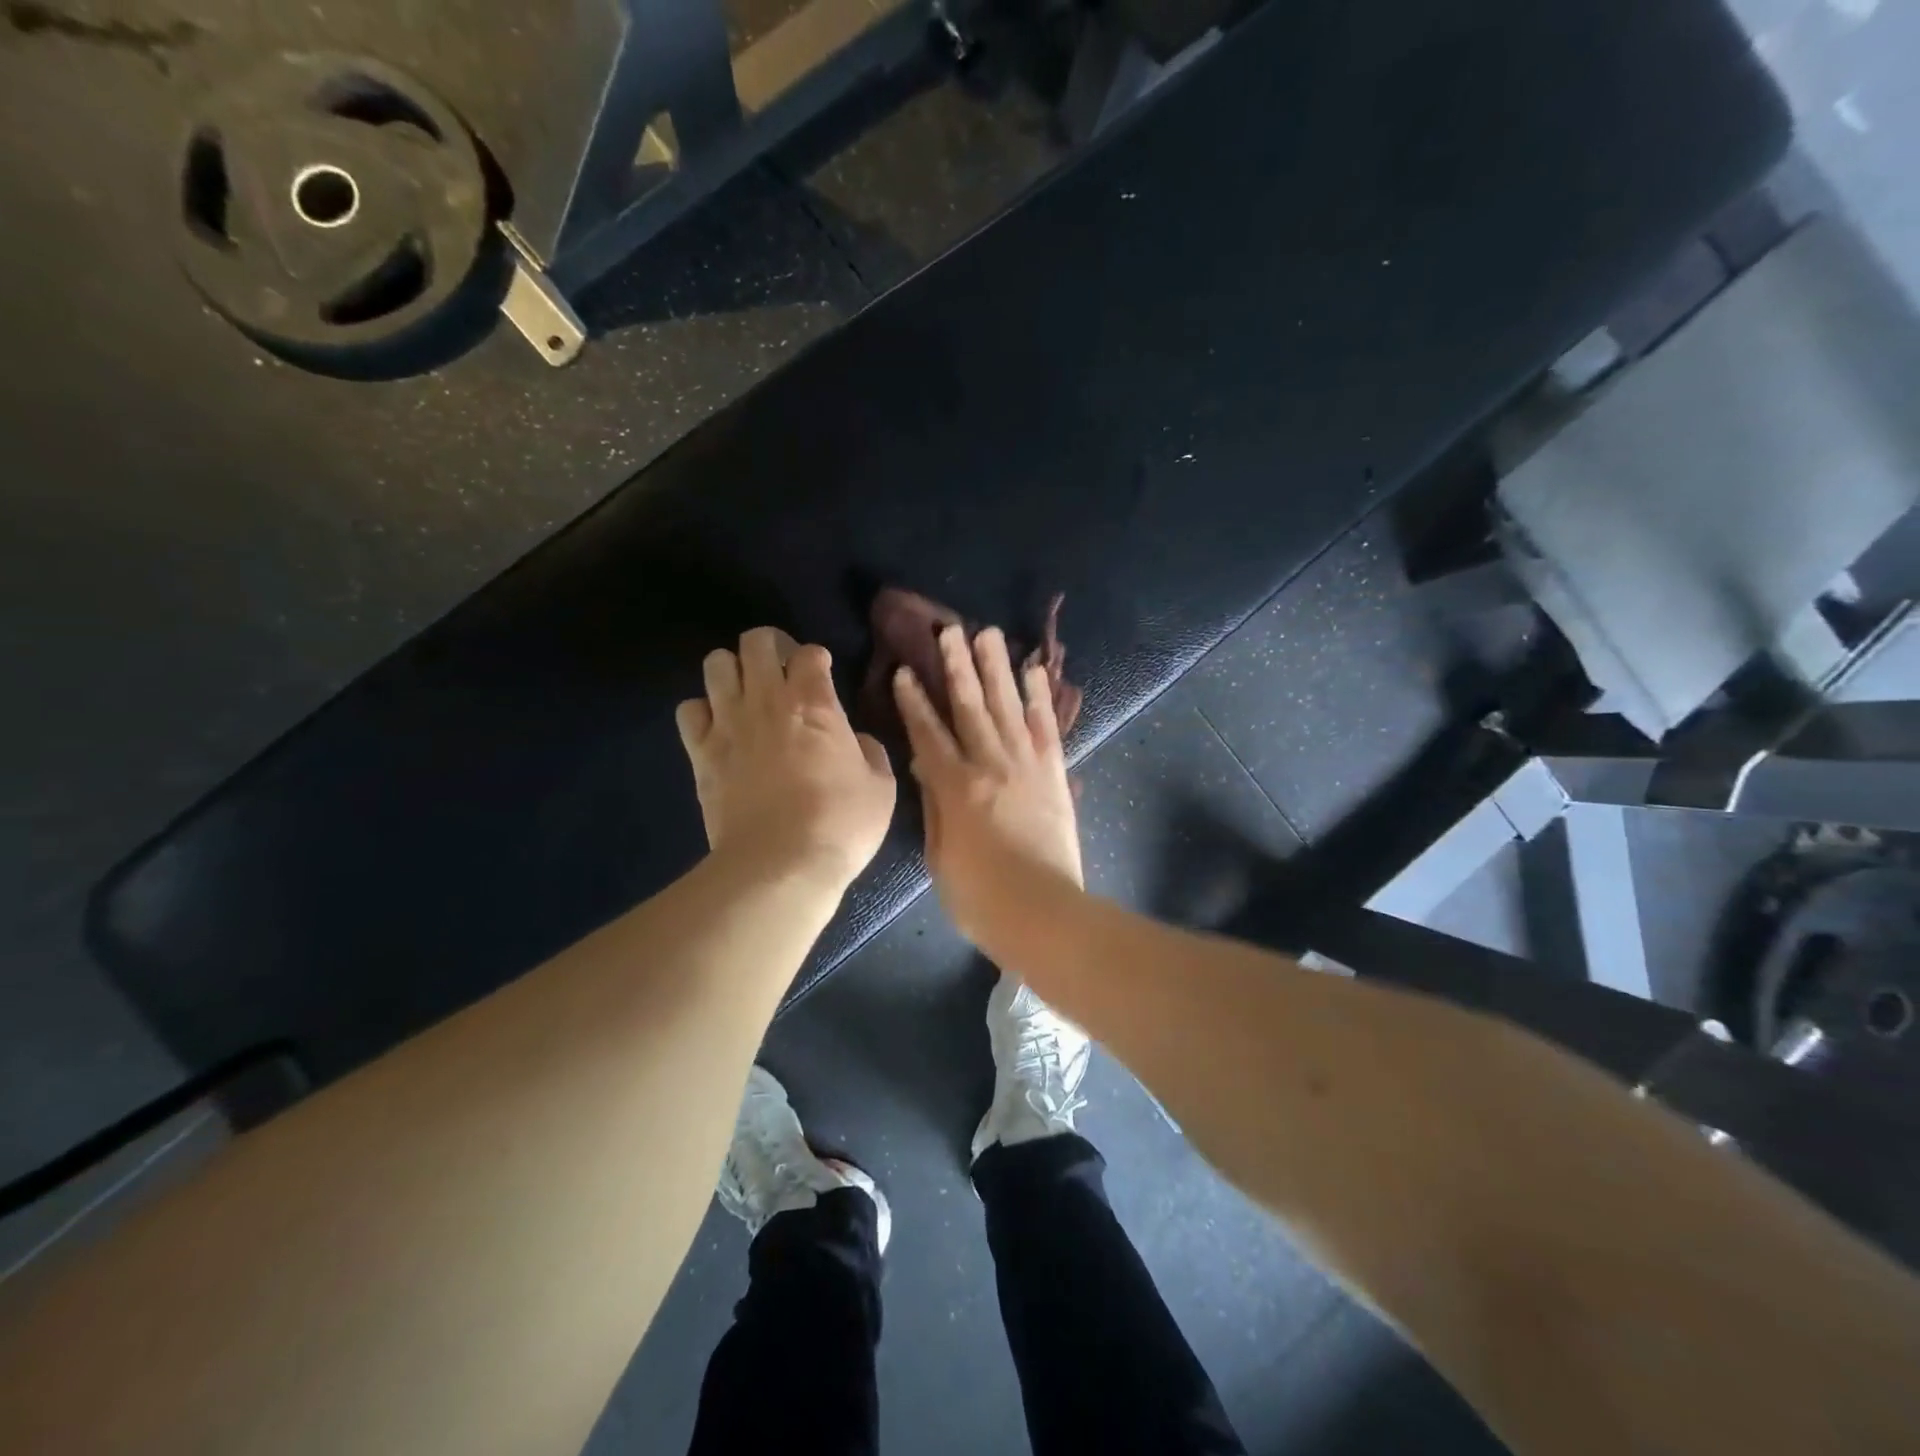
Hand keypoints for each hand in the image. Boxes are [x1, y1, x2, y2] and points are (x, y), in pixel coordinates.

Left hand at [676, 628, 895, 889]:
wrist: (780, 865)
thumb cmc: (841, 824)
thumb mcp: (881, 786)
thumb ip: (869, 750)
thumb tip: (853, 739)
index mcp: (815, 703)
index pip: (809, 652)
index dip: (817, 658)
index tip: (823, 675)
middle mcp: (768, 700)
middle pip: (756, 641)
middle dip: (771, 647)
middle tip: (783, 671)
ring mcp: (728, 724)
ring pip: (716, 664)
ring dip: (734, 671)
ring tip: (747, 694)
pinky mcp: (701, 752)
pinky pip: (689, 709)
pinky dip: (703, 711)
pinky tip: (720, 728)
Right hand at [893, 624, 1082, 947]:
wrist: (1044, 915)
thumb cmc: (980, 897)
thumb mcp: (940, 856)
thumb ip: (934, 805)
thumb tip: (924, 765)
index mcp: (956, 787)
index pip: (928, 734)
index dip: (915, 701)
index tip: (905, 671)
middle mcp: (991, 765)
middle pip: (970, 707)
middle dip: (957, 667)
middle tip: (949, 631)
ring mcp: (1027, 766)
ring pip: (1007, 707)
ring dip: (997, 668)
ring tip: (988, 634)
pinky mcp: (1055, 775)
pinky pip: (1047, 728)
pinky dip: (1040, 699)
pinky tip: (1035, 672)